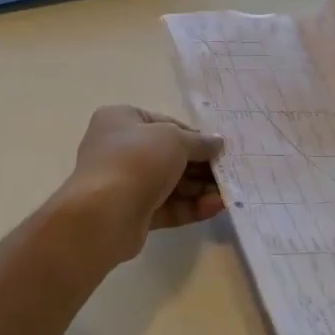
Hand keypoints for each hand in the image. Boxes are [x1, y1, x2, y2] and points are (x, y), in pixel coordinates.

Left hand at [58, 106, 224, 265]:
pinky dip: (192, 206)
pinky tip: (217, 207)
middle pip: (169, 156)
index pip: (165, 124)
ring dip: (200, 188)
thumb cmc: (136, 161)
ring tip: (230, 193)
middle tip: (230, 172)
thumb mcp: (174, 139)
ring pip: (170, 183)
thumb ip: (198, 142)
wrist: (103, 214)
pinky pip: (168, 206)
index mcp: (121, 120)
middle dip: (201, 165)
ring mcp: (125, 183)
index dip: (194, 135)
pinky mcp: (134, 213)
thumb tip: (217, 143)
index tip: (219, 148)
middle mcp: (120, 149)